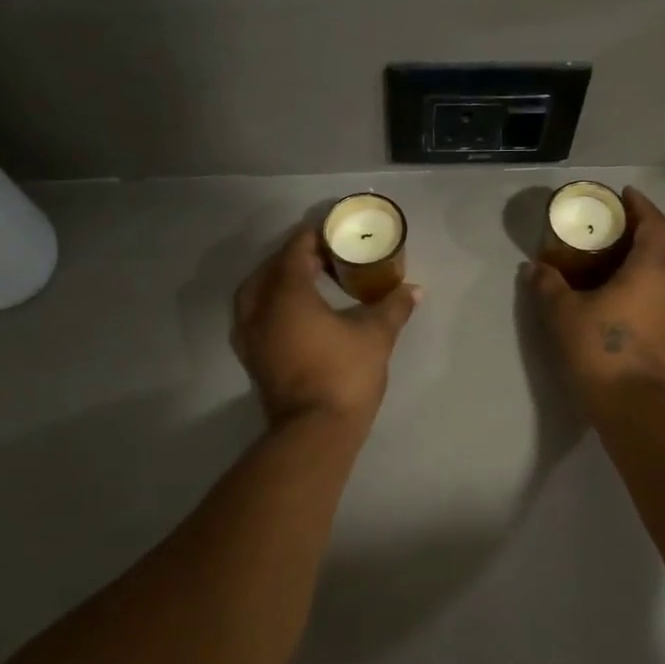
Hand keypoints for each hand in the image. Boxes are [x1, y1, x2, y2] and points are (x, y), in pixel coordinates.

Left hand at [233, 226, 420, 426]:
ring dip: (277, 281)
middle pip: (270, 268)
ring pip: (255, 293)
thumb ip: (392, 307)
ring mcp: (250, 336)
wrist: (314, 432)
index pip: (294, 250)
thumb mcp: (375, 336)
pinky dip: (271, 305)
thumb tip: (414, 290)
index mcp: (286, 294)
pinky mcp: (252, 357)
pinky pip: (254, 316)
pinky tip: (294, 314)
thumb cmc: (344, 374)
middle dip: (294, 257)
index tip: (333, 231)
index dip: (313, 236)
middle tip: (323, 257)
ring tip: (306, 281)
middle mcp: (259, 309)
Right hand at [528, 187, 664, 413]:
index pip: (653, 223)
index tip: (622, 194)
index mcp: (652, 268)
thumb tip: (534, 267)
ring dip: (638, 254)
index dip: (639, 204)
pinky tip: (612, 285)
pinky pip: (656, 288)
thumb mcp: (562, 311)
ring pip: (660, 268)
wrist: (629, 402)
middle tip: (607, 221)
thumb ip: (547, 283)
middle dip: (637, 227)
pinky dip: (638, 276)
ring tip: (606, 251)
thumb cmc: (598, 346)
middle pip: (660, 243)